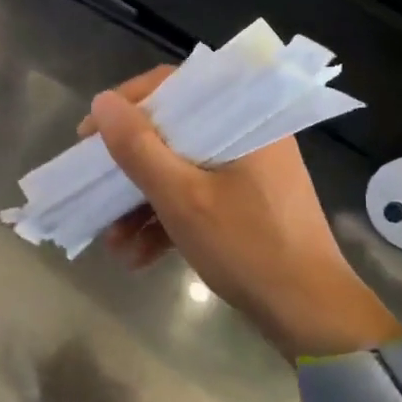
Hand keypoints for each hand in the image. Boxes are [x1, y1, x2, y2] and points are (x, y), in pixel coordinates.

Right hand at [83, 66, 401, 360]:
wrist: (310, 315)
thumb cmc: (247, 247)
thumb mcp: (182, 198)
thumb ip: (138, 148)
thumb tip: (102, 102)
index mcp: (242, 119)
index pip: (175, 86)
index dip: (126, 106)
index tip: (91, 135)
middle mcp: (247, 136)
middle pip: (173, 133)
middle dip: (129, 167)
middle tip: (95, 186)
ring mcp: (248, 173)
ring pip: (181, 170)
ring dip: (142, 203)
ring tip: (112, 241)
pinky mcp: (246, 205)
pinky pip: (197, 198)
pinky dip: (167, 221)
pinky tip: (137, 256)